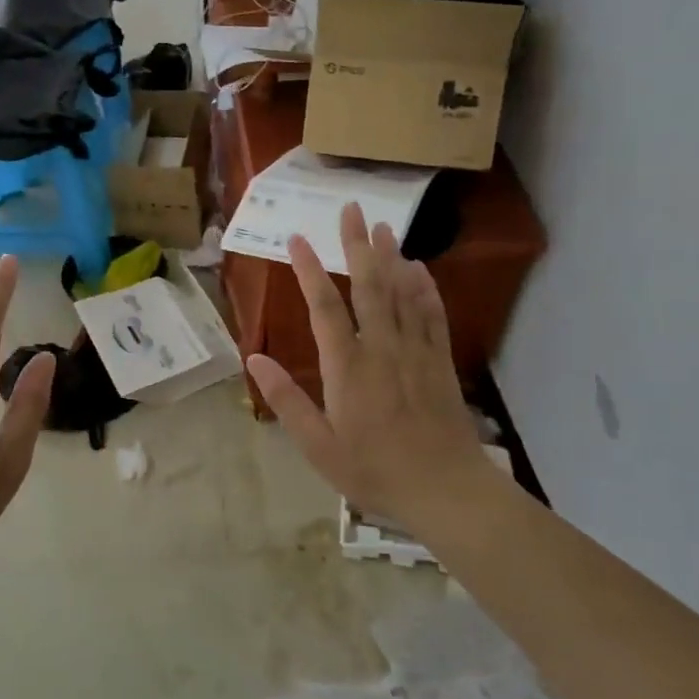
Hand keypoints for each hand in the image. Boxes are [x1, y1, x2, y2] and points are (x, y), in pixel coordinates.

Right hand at [246, 203, 492, 539]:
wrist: (445, 489)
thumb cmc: (374, 471)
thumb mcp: (318, 446)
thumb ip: (286, 399)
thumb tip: (254, 357)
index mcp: (347, 368)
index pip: (324, 307)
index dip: (310, 270)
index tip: (297, 239)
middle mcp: (381, 348)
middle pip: (368, 286)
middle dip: (357, 245)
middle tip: (352, 209)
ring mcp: (415, 351)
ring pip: (402, 293)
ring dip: (391, 257)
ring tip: (383, 225)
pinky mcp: (440, 361)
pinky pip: (432, 314)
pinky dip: (424, 288)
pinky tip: (420, 268)